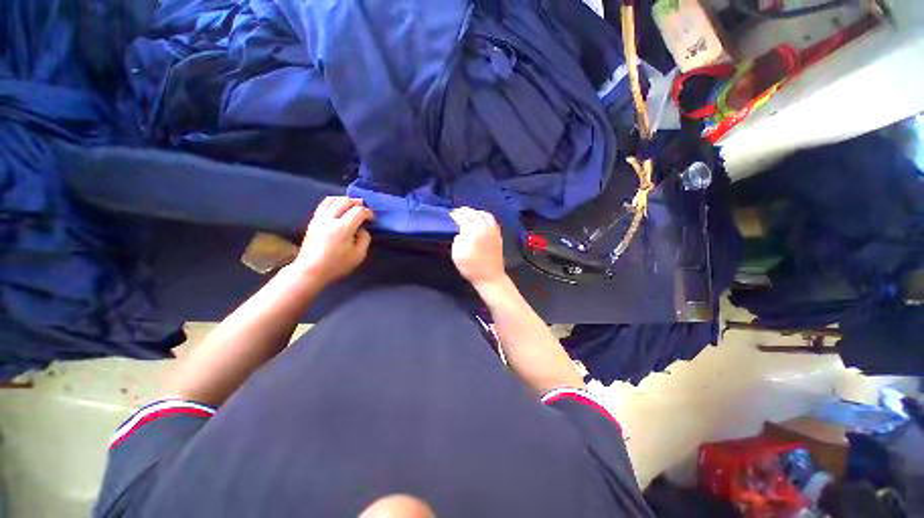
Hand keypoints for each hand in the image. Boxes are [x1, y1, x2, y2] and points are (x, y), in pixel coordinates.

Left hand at [293, 197, 372, 284]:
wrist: (311, 270)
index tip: (372, 219)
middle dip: (358, 203)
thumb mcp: (359, 255)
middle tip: (364, 210)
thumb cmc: (337, 265)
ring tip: (352, 206)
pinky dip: (334, 202)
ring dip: (345, 200)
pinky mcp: (313, 220)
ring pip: (333, 199)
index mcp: (343, 228)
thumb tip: (362, 229)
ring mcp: (319, 218)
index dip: (369, 213)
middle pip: (346, 201)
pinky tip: (339, 208)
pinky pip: (323, 204)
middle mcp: (330, 219)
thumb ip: (364, 239)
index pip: (359, 211)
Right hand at [449, 207, 505, 287]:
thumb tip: (461, 235)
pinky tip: (483, 219)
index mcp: (472, 232)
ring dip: (477, 212)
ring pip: (485, 215)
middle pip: (474, 214)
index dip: (456, 215)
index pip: (463, 219)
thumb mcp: (457, 256)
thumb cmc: (471, 268)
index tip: (451, 214)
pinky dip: (486, 217)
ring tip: (471, 213)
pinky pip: (493, 221)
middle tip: (459, 210)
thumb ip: (457, 242)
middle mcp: (484, 228)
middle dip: (466, 211)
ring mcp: (493, 231)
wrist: (490, 277)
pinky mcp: (498, 236)